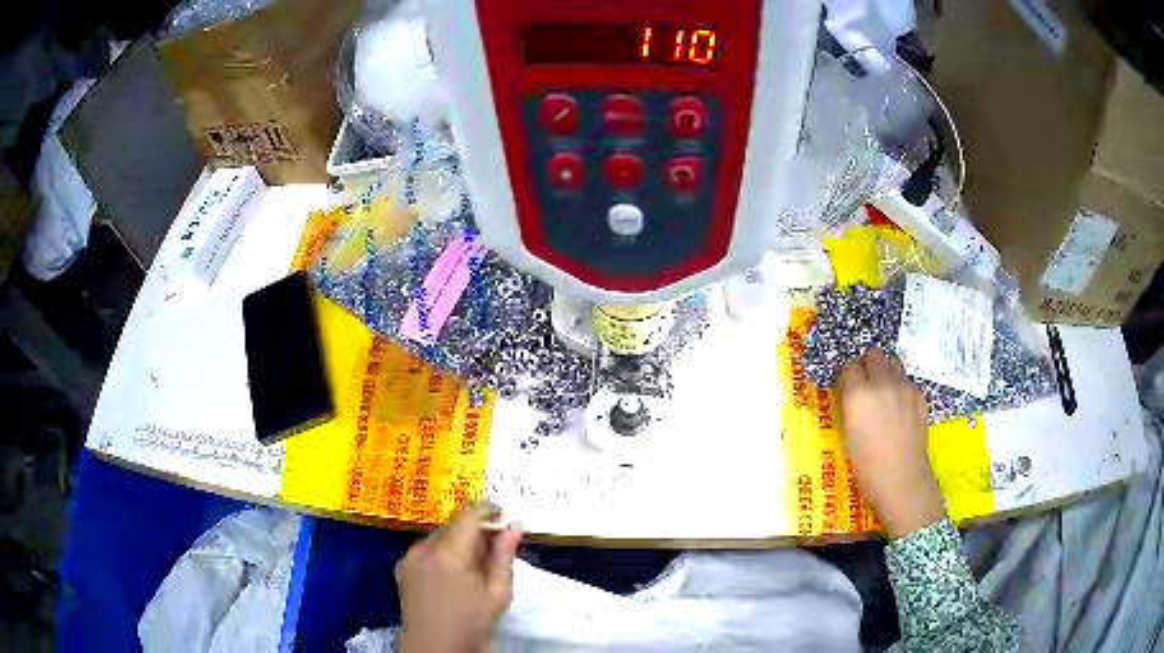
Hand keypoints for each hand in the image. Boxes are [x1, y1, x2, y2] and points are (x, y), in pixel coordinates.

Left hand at [396, 506, 523, 652]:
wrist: (435, 650)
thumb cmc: (471, 626)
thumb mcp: (496, 595)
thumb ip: (503, 557)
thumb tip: (514, 527)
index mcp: (448, 554)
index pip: (469, 515)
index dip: (489, 512)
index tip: (506, 520)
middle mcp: (423, 549)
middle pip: (454, 525)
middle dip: (476, 532)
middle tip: (496, 551)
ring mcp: (409, 558)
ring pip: (439, 536)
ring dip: (458, 543)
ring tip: (475, 568)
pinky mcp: (402, 568)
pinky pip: (426, 549)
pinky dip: (442, 554)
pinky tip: (453, 576)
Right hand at [836, 349, 944, 538]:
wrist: (902, 480)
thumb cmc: (867, 465)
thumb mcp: (848, 433)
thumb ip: (849, 404)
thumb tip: (849, 390)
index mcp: (859, 394)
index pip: (848, 365)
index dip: (846, 375)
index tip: (845, 386)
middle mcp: (882, 383)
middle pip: (873, 354)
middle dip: (866, 364)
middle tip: (864, 384)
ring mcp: (905, 387)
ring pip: (892, 361)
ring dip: (884, 370)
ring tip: (882, 392)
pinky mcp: (919, 395)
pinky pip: (906, 379)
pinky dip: (899, 386)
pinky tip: (898, 407)